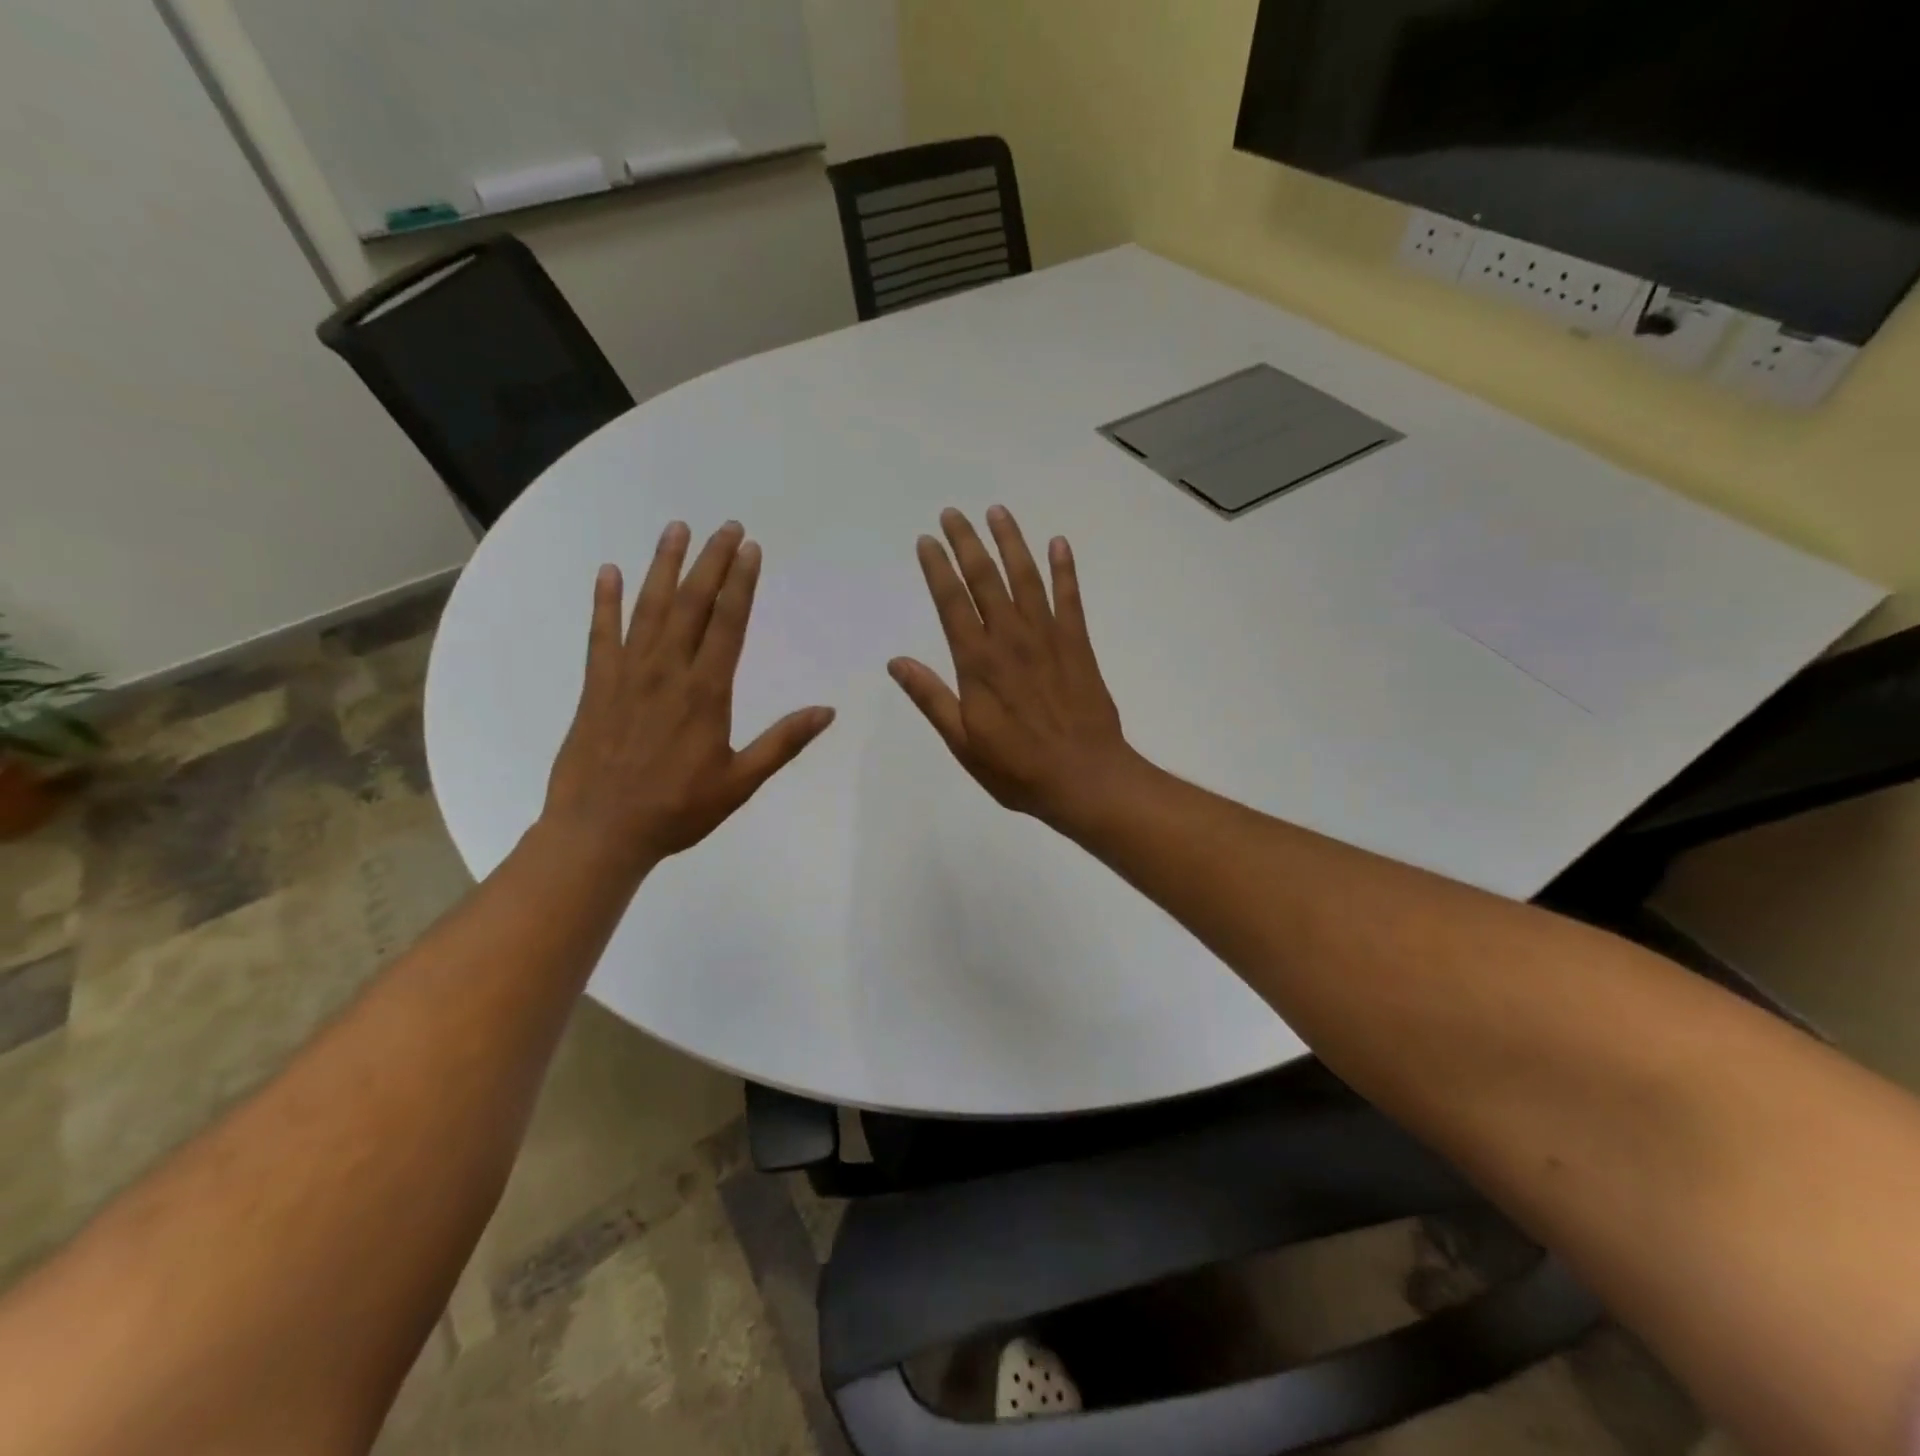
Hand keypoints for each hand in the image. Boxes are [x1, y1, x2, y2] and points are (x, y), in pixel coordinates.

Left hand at [544, 520, 835, 873]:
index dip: (741, 583)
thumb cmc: (677, 810)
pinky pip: (601, 634)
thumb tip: (827, 711)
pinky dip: (604, 601)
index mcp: (706, 693)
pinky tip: (608, 573)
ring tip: (676, 529)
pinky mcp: (595, 686)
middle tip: (724, 526)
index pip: (728, 625)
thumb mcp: (740, 783)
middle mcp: (667, 672)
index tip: (750, 549)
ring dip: (663, 566)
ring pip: (649, 608)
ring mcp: (626, 675)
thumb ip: (782, 743)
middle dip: (710, 562)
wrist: (599, 832)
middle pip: (692, 605)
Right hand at [889, 506, 1141, 828]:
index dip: (938, 569)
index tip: (927, 540)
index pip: (952, 603)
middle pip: (986, 579)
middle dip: (967, 543)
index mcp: (978, 662)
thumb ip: (931, 698)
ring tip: (998, 512)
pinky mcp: (1078, 644)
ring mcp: (1048, 638)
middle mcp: (1011, 639)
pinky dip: (1064, 569)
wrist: (1085, 777)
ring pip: (1026, 578)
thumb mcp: (963, 741)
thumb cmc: (1017, 768)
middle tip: (954, 513)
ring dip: (1011, 543)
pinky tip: (1058, 544)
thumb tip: (896, 662)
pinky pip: (1070, 597)